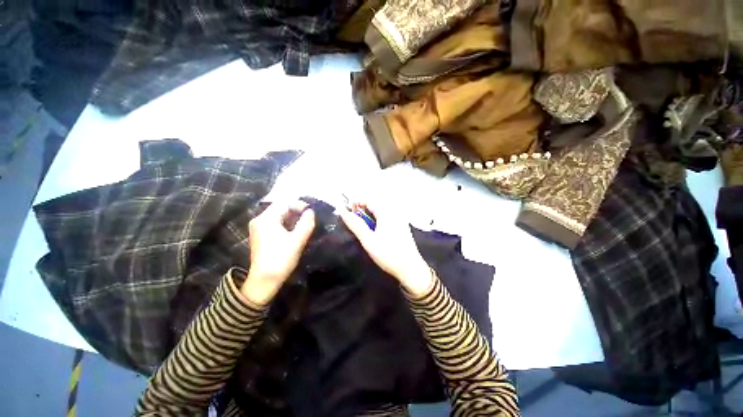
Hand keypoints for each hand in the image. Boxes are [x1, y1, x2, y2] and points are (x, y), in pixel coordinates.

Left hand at [241, 201, 314, 304]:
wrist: (264, 281)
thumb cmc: (281, 259)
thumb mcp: (297, 240)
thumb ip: (306, 223)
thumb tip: (311, 211)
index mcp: (266, 219)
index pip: (285, 203)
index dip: (299, 205)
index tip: (312, 211)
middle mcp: (259, 220)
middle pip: (281, 209)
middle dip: (297, 212)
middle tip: (310, 218)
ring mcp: (259, 228)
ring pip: (279, 216)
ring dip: (293, 218)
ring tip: (305, 224)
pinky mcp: (261, 235)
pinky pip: (275, 224)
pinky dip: (287, 224)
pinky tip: (295, 231)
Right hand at [340, 200, 432, 295]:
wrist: (410, 269)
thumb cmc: (388, 254)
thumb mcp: (368, 240)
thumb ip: (355, 224)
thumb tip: (343, 212)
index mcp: (387, 212)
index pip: (369, 199)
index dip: (356, 203)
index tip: (347, 213)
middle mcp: (395, 212)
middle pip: (375, 205)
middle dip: (362, 210)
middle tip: (353, 222)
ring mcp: (400, 219)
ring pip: (380, 212)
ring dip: (369, 216)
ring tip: (362, 228)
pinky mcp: (402, 227)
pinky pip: (387, 218)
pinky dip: (377, 221)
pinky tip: (375, 232)